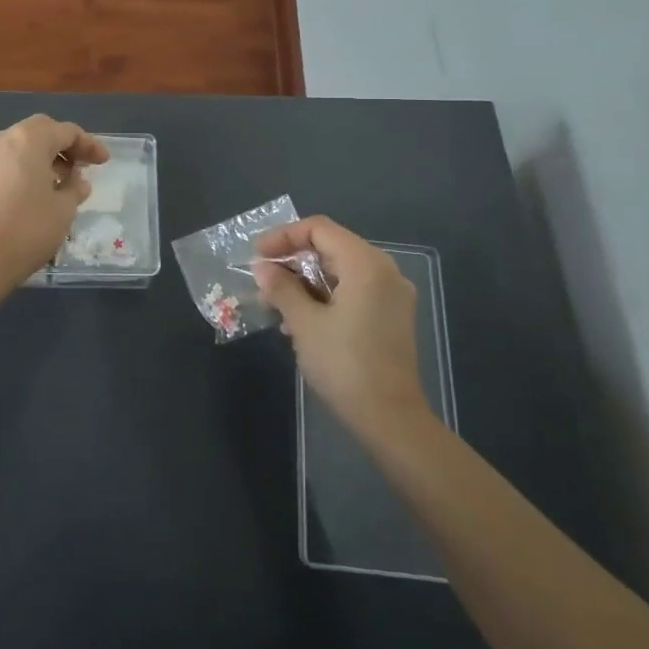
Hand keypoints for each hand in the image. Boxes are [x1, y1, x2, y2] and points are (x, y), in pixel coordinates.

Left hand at [0, 115, 108, 285]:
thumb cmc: (28, 228)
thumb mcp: (64, 209)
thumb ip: (74, 189)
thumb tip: (77, 182)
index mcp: (29, 139)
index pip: (66, 131)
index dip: (89, 145)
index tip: (104, 162)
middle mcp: (3, 140)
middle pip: (40, 132)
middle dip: (64, 146)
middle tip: (81, 167)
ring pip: (21, 147)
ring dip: (44, 158)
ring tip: (62, 183)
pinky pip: (7, 162)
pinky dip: (26, 169)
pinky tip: (37, 192)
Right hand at [253, 216, 431, 437]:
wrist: (390, 419)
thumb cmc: (344, 364)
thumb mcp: (304, 323)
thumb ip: (281, 288)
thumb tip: (262, 268)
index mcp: (365, 264)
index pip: (319, 229)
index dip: (283, 237)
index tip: (257, 257)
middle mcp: (384, 271)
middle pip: (330, 248)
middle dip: (292, 262)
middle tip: (262, 282)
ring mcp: (391, 296)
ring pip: (339, 272)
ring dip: (305, 283)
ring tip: (274, 307)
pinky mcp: (391, 318)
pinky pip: (352, 292)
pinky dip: (324, 298)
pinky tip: (300, 323)